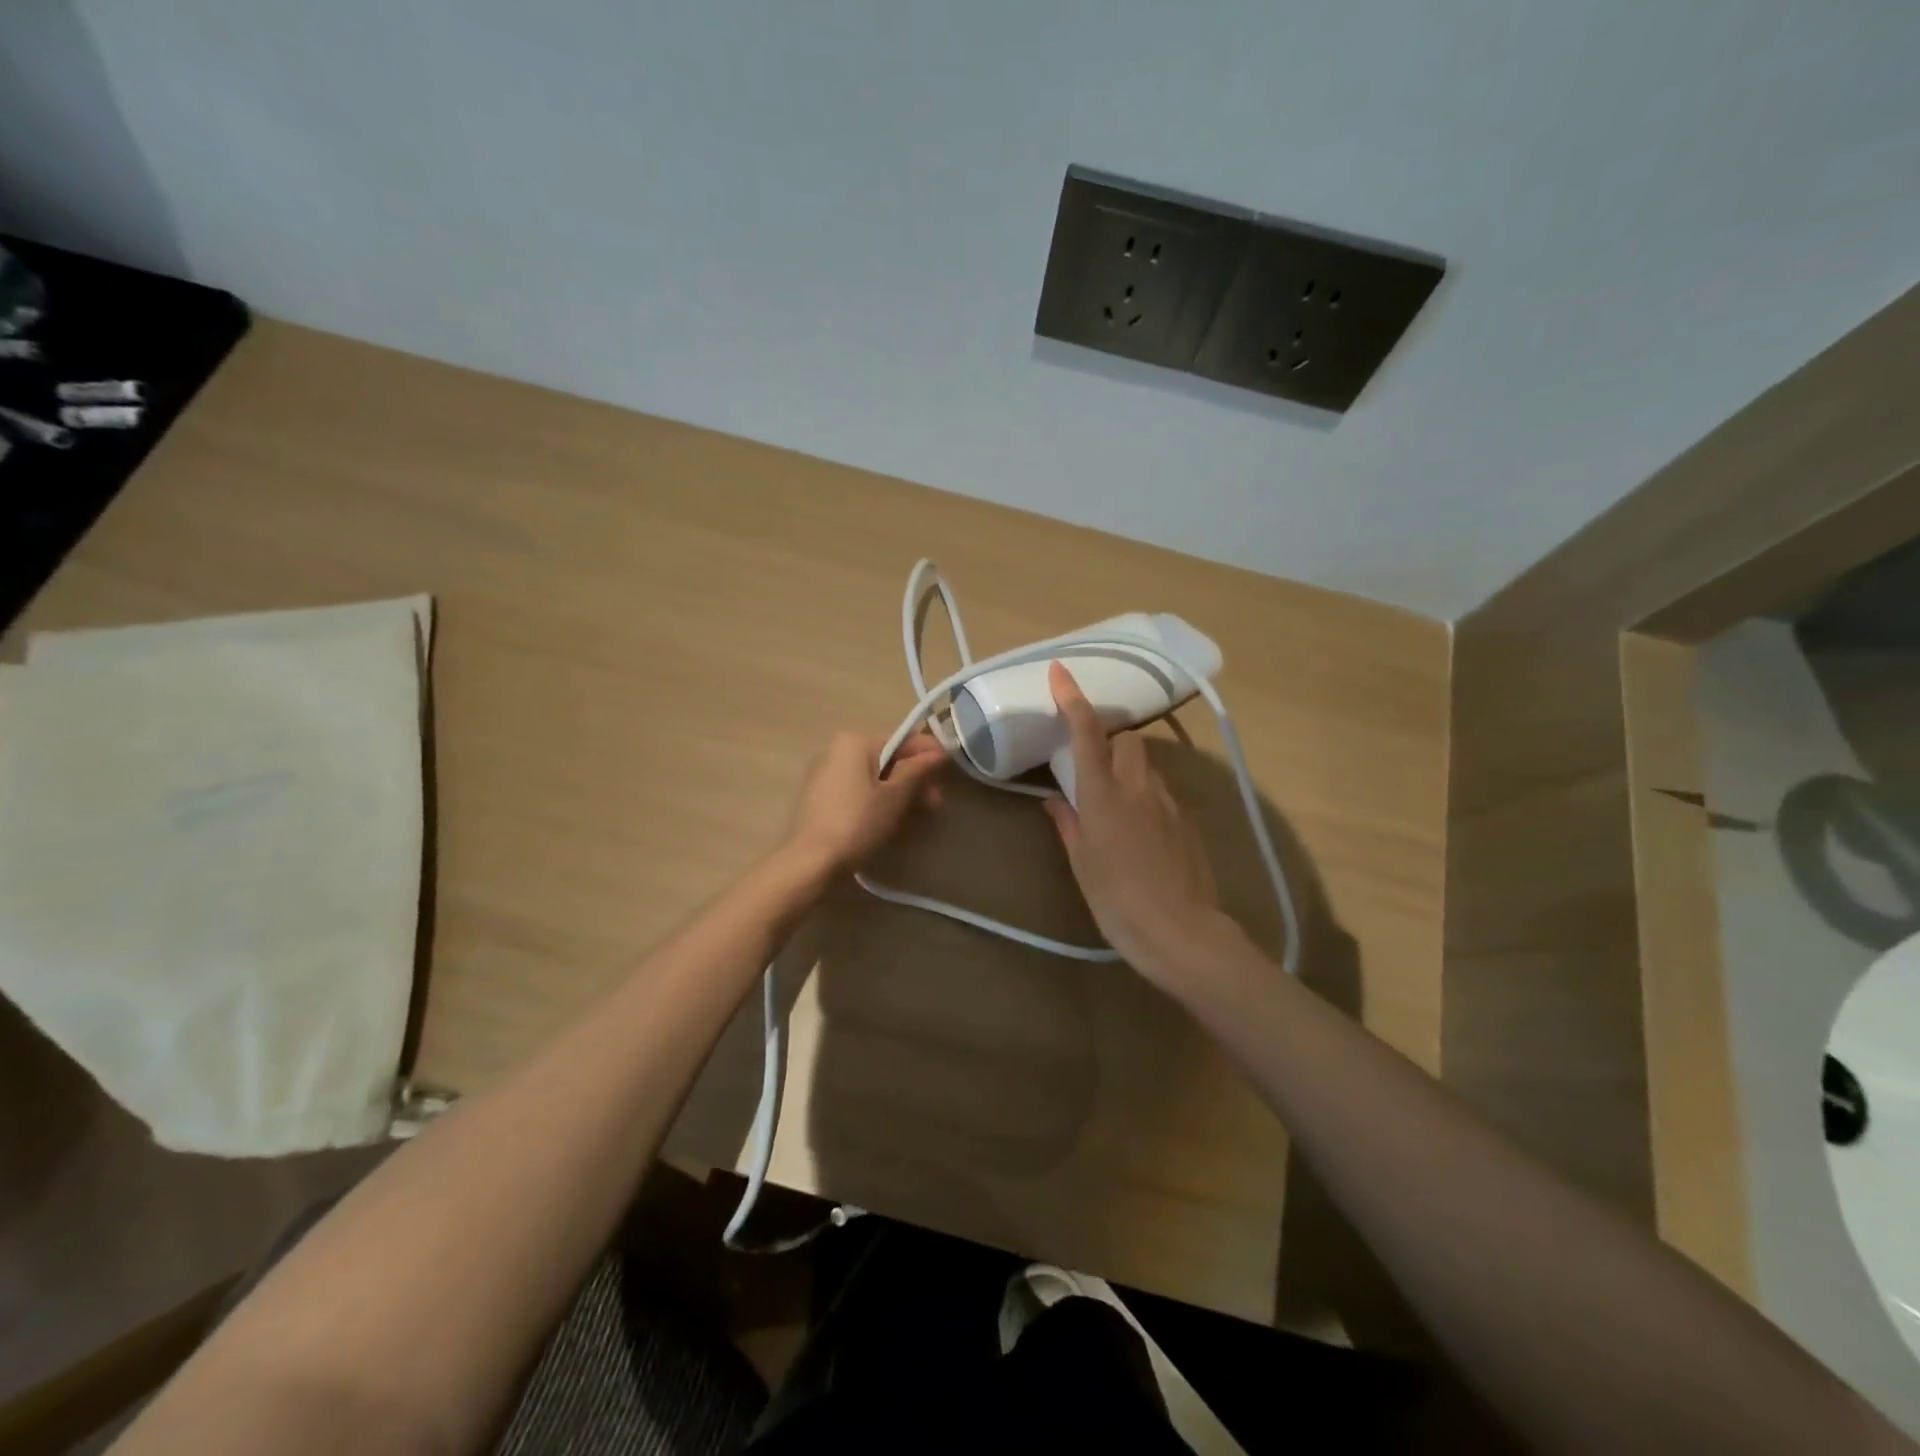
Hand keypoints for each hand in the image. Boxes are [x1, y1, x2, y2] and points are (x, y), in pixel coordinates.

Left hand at [784, 730, 945, 877]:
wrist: (811, 861)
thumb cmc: (857, 822)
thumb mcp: (894, 796)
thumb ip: (917, 770)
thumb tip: (937, 752)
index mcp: (854, 743)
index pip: (900, 739)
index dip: (927, 752)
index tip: (949, 767)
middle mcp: (836, 751)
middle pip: (886, 759)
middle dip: (913, 778)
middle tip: (935, 802)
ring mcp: (824, 775)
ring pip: (872, 777)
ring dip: (898, 792)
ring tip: (917, 814)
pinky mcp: (819, 799)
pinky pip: (856, 791)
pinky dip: (876, 800)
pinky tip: (890, 820)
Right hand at [1043, 662, 1235, 988]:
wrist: (1181, 932)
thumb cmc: (1118, 901)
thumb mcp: (1082, 864)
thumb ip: (1068, 823)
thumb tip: (1053, 801)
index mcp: (1104, 796)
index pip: (1086, 734)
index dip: (1072, 699)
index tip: (1060, 672)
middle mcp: (1138, 787)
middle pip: (1128, 740)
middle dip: (1110, 741)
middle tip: (1093, 766)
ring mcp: (1169, 801)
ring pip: (1147, 766)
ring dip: (1129, 770)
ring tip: (1117, 804)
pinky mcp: (1188, 819)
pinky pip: (1162, 791)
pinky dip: (1147, 795)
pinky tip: (1142, 830)